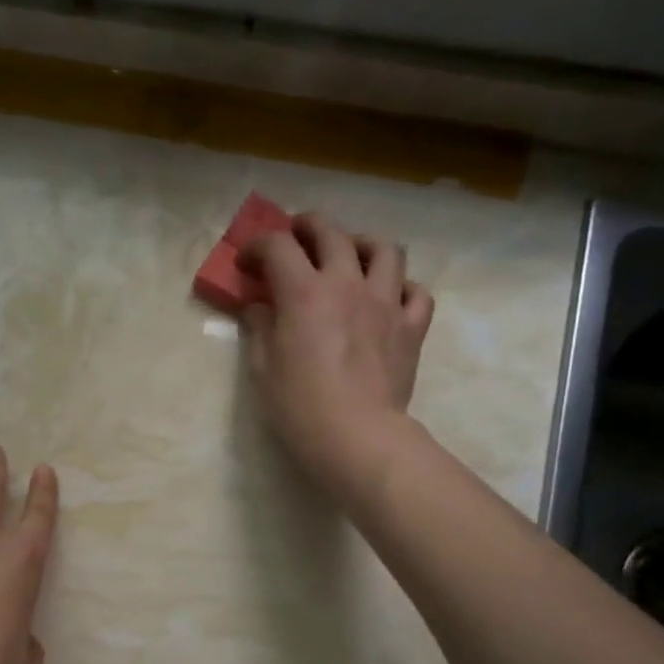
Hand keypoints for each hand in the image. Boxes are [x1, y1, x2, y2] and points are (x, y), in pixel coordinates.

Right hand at [240, 213, 434, 500]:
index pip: (278, 247)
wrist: (356, 435)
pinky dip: (401, 287)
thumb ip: (259, 328)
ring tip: (351, 256)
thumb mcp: (262, 368)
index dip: (258, 246)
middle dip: (307, 228)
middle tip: (296, 237)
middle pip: (331, 233)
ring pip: (384, 249)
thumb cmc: (298, 405)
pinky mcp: (411, 327)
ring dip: (362, 245)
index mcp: (304, 292)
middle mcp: (347, 284)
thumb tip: (260, 308)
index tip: (247, 262)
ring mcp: (386, 302)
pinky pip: (416, 292)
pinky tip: (388, 298)